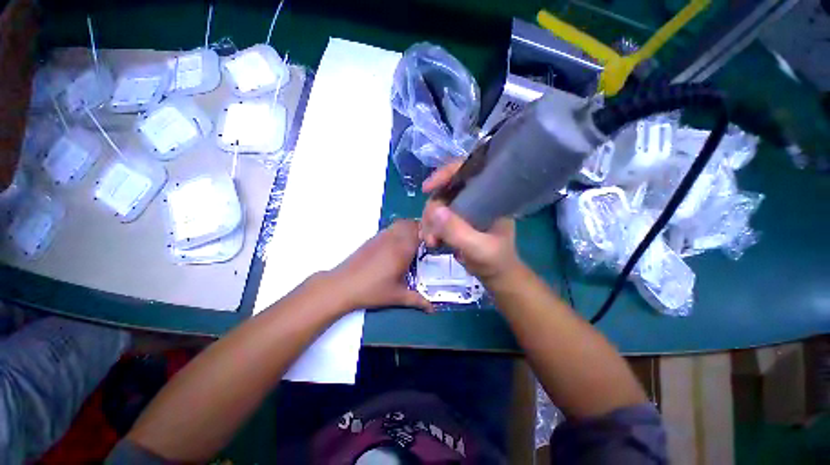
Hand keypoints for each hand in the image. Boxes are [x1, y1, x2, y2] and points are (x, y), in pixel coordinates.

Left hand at [327, 220, 432, 313]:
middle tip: (425, 244)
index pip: (420, 232)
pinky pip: (389, 229)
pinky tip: (395, 248)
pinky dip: (397, 232)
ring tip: (411, 245)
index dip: (429, 235)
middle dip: (420, 230)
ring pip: (399, 224)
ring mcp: (381, 237)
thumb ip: (417, 300)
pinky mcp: (372, 239)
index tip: (433, 244)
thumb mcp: (397, 296)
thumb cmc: (372, 290)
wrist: (343, 285)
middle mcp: (393, 239)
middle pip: (410, 224)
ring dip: (408, 229)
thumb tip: (432, 309)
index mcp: (402, 250)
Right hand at [420, 162, 522, 282]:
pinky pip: (437, 217)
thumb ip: (457, 231)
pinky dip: (431, 228)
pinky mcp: (457, 221)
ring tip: (432, 242)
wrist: (497, 277)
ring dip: (429, 223)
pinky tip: (432, 241)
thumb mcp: (478, 248)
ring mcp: (464, 210)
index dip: (445, 174)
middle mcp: (476, 198)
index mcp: (490, 196)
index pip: (467, 171)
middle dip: (432, 211)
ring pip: (437, 205)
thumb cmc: (496, 261)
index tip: (427, 189)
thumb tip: (434, 209)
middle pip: (445, 190)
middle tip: (431, 235)